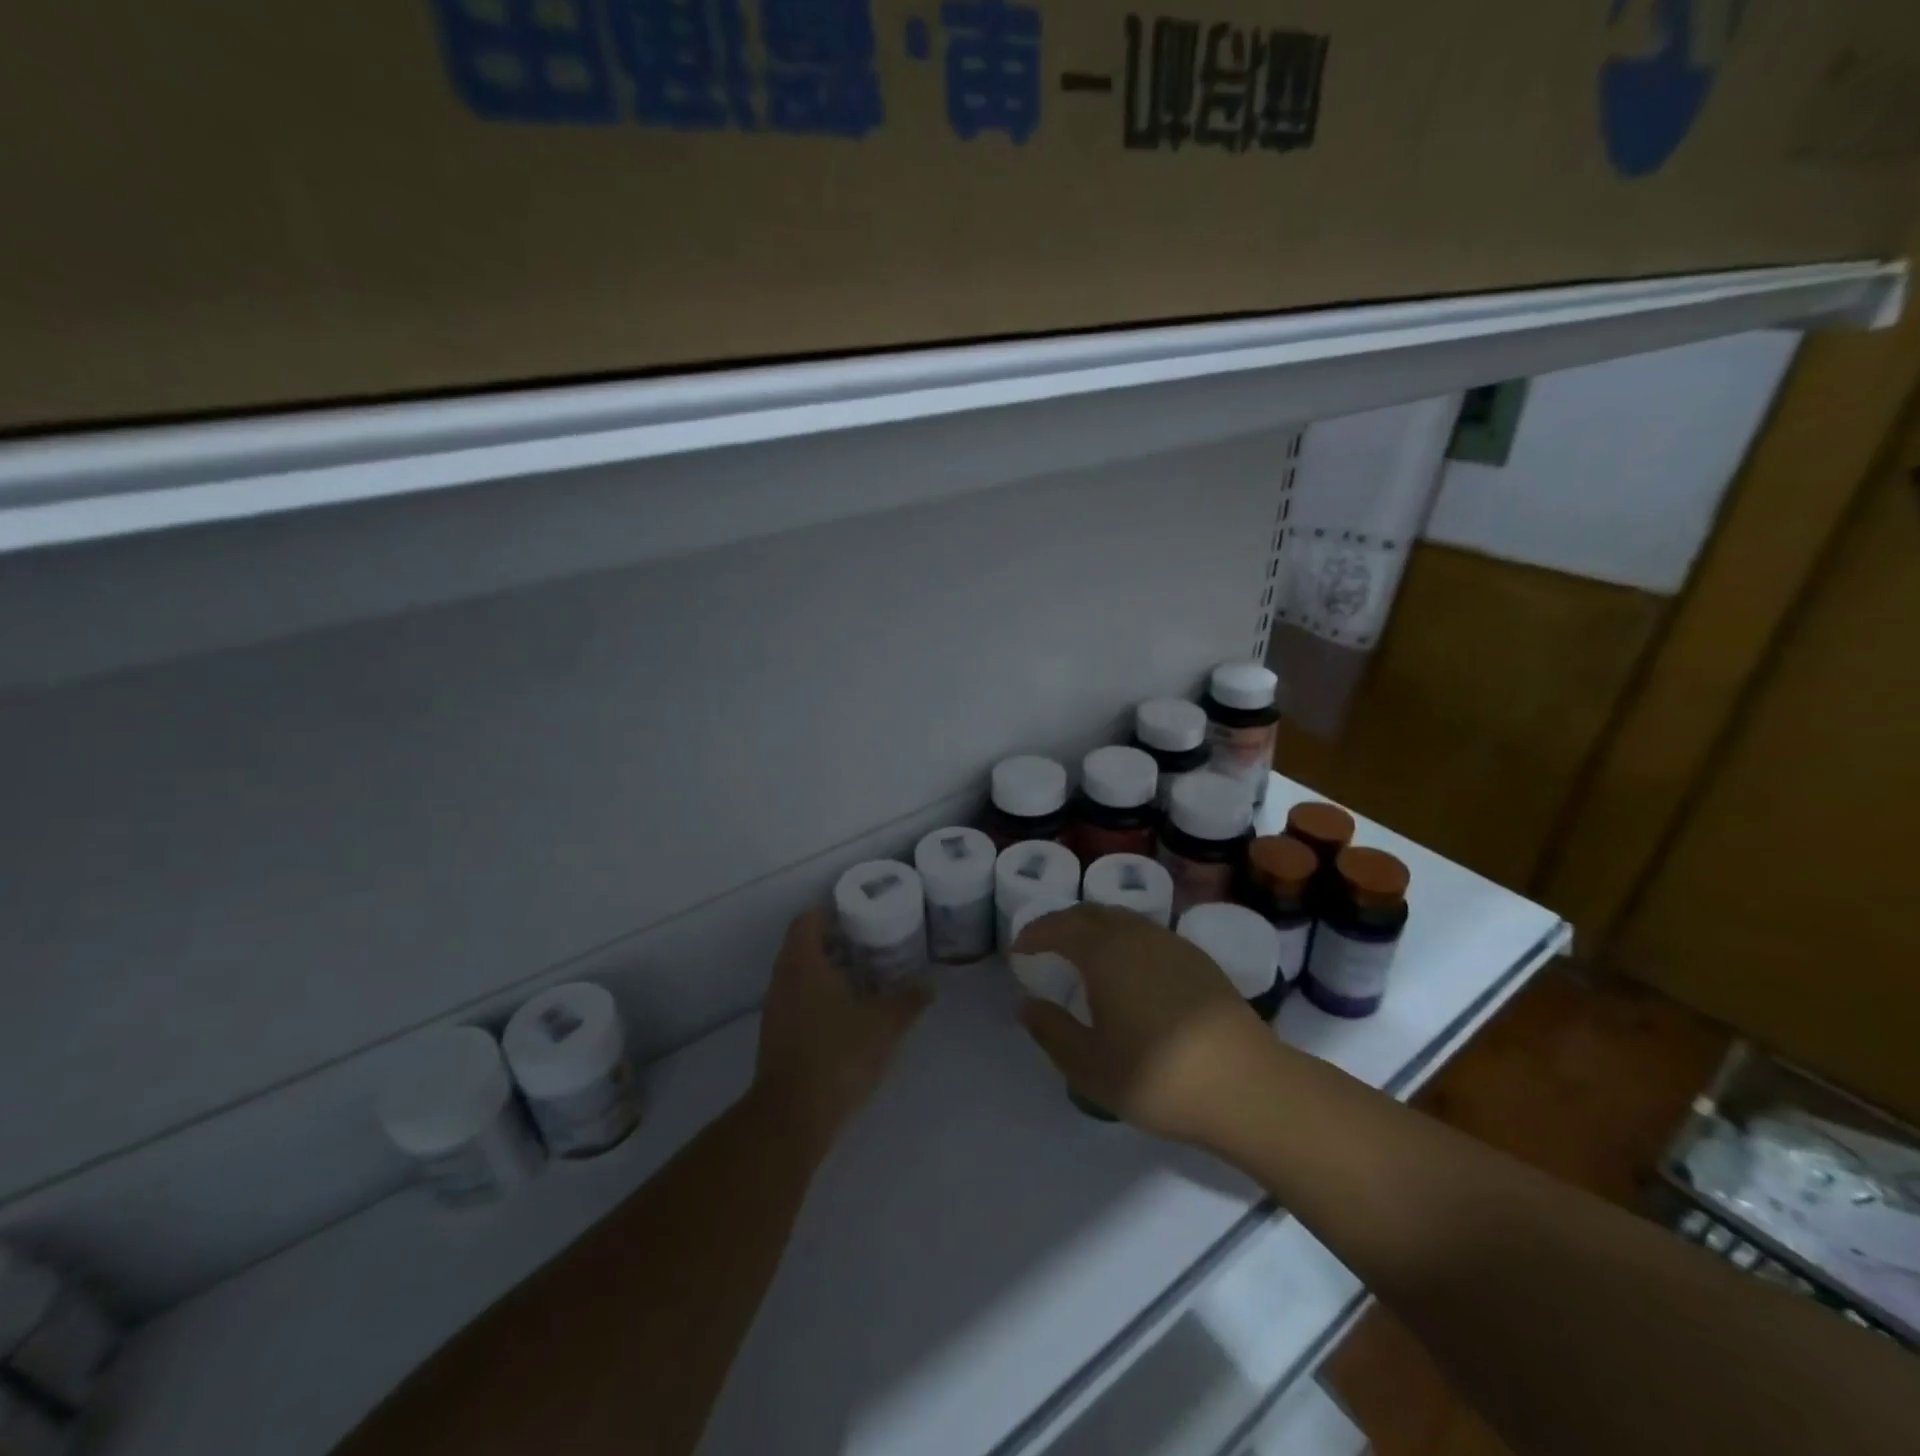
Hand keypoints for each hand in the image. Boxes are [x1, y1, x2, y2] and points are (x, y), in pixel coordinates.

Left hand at [751, 909, 931, 1152]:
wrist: (793, 1117)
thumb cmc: (837, 1055)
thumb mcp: (884, 1024)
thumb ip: (908, 999)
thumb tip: (929, 984)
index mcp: (802, 964)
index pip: (807, 921)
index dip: (830, 913)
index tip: (858, 916)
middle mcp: (782, 980)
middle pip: (803, 947)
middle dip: (835, 943)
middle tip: (870, 945)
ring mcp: (775, 1011)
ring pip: (800, 977)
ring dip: (828, 973)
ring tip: (865, 979)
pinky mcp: (777, 1038)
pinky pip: (798, 1003)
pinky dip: (820, 999)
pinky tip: (849, 1016)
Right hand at [1013, 904, 1277, 1146]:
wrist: (1248, 1087)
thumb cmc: (1159, 1077)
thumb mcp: (1090, 1066)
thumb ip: (1052, 1031)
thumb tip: (1028, 1005)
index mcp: (1105, 952)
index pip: (1060, 926)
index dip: (1034, 933)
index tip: (1019, 949)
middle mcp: (1137, 935)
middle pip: (1091, 913)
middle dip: (1062, 924)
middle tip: (1045, 945)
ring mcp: (1172, 944)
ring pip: (1123, 920)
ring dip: (1095, 929)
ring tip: (1083, 955)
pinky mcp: (1199, 960)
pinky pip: (1147, 935)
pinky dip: (1124, 940)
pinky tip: (1128, 971)